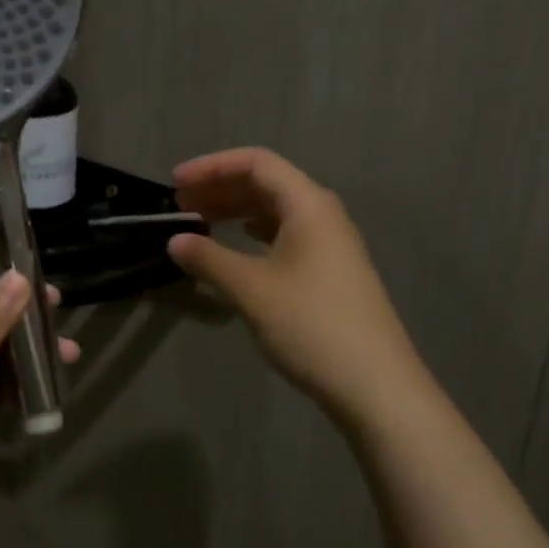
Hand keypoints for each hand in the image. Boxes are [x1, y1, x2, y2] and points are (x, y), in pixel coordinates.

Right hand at [167, 147, 418, 420]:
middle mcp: (322, 215)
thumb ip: (209, 259)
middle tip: (180, 205)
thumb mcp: (251, 289)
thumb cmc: (310, 325)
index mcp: (308, 205)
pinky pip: (285, 234)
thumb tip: (175, 241)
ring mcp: (330, 244)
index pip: (256, 163)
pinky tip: (236, 245)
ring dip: (235, 210)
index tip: (174, 183)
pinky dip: (253, 233)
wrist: (373, 384)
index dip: (212, 166)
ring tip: (199, 224)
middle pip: (267, 183)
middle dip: (220, 187)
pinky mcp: (329, 271)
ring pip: (276, 210)